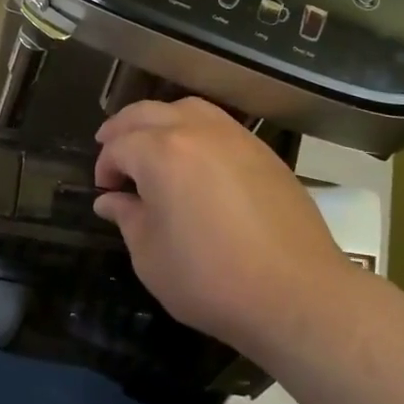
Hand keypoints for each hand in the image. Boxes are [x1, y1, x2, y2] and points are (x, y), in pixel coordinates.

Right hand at [93, 98, 349, 353]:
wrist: (298, 294)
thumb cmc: (212, 280)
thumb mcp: (151, 257)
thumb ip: (127, 218)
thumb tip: (111, 200)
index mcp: (161, 153)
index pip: (119, 145)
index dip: (105, 166)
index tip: (105, 192)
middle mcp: (196, 131)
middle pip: (147, 113)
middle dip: (122, 130)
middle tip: (111, 151)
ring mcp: (234, 136)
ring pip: (185, 108)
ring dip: (160, 121)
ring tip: (151, 146)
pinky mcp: (262, 150)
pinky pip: (217, 124)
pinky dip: (194, 129)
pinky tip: (194, 158)